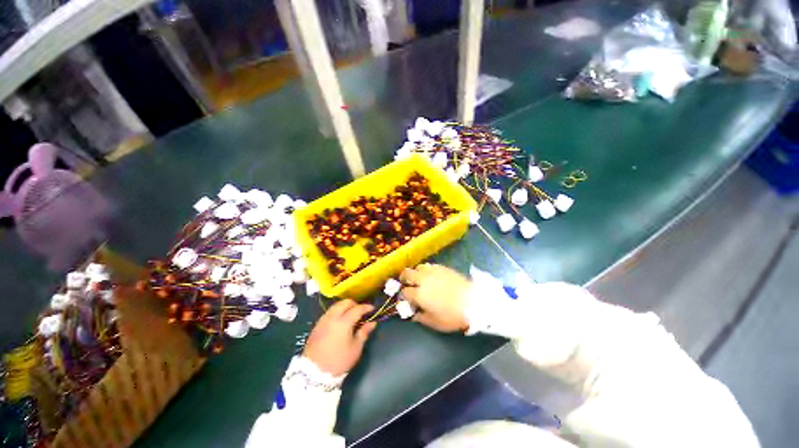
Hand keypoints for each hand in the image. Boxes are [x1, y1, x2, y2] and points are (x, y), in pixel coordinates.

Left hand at [303, 300, 376, 375]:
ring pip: (336, 305)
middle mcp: (332, 317)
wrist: (314, 374)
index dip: (366, 307)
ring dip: (345, 307)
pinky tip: (340, 321)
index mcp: (343, 322)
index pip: (357, 308)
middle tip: (361, 312)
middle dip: (355, 304)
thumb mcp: (355, 348)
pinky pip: (329, 312)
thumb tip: (372, 323)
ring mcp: (323, 320)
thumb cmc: (339, 361)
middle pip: (345, 302)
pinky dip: (337, 312)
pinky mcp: (317, 325)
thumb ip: (364, 332)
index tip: (372, 309)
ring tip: (351, 315)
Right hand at [399, 264, 471, 332]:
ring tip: (419, 278)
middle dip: (404, 278)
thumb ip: (421, 318)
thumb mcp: (435, 323)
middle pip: (407, 273)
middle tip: (406, 283)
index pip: (405, 292)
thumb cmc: (453, 316)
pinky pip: (430, 265)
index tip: (406, 299)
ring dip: (416, 272)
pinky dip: (427, 270)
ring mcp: (433, 271)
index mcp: (419, 294)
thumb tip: (413, 315)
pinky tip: (431, 275)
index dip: (403, 296)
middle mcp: (423, 280)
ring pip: (418, 267)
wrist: (473, 302)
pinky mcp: (442, 267)